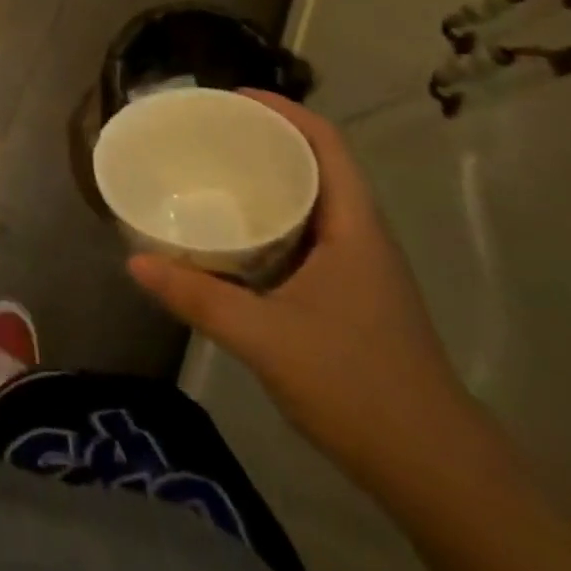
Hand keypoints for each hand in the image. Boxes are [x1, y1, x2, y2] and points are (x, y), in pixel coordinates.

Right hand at [127, 90, 469, 478]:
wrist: (436, 473)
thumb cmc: (358, 387)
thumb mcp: (265, 338)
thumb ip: (198, 297)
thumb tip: (134, 261)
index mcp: (353, 227)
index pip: (326, 144)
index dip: (284, 110)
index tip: (232, 97)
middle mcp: (360, 236)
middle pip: (316, 164)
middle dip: (265, 139)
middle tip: (207, 133)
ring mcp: (357, 268)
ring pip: (311, 201)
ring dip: (267, 179)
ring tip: (211, 172)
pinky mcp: (348, 295)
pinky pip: (305, 235)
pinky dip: (269, 219)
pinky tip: (232, 237)